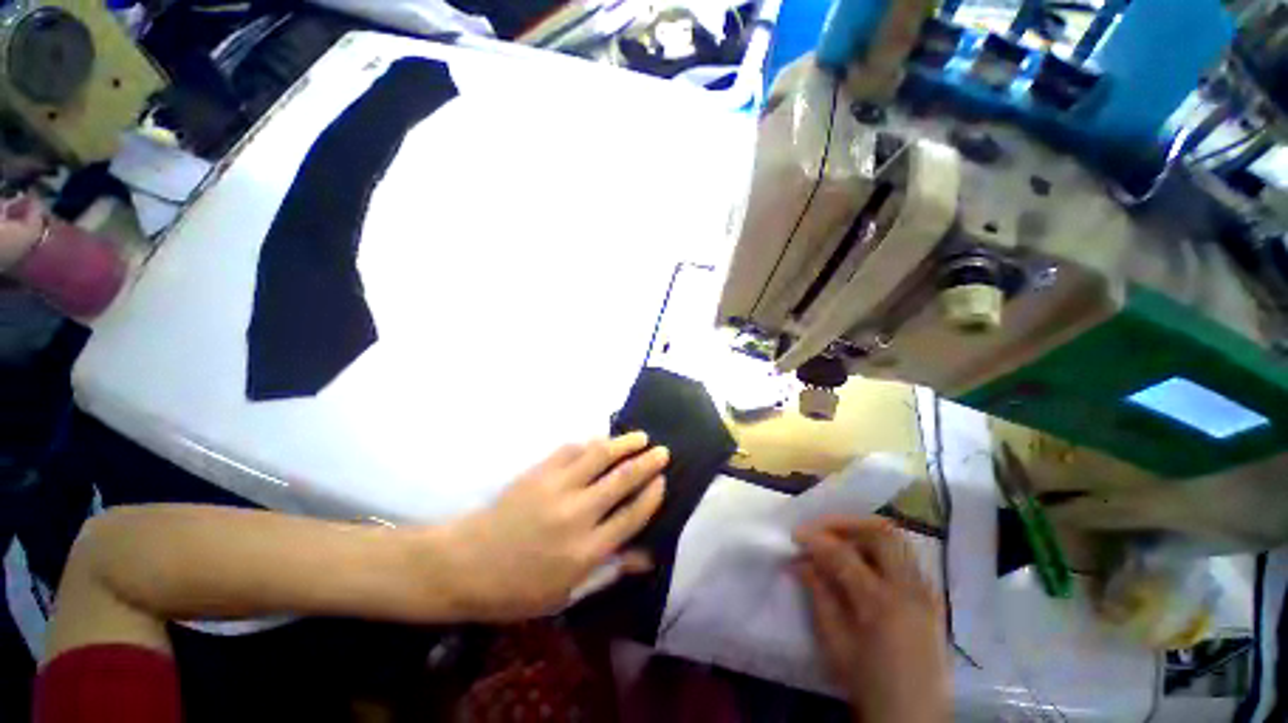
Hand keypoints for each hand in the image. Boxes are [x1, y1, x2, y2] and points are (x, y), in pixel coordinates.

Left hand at [440, 433, 667, 620]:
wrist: (465, 564)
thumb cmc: (517, 588)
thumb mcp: (566, 593)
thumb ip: (609, 570)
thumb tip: (647, 557)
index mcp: (586, 551)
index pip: (632, 515)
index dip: (652, 495)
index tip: (663, 480)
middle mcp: (577, 515)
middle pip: (622, 480)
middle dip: (647, 462)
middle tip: (662, 451)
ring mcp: (556, 488)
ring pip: (600, 456)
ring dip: (624, 443)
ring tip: (640, 436)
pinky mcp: (538, 472)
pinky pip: (571, 450)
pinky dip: (590, 443)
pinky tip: (600, 440)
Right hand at [794, 516, 949, 722]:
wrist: (913, 720)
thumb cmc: (868, 684)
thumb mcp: (834, 643)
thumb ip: (818, 594)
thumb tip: (800, 561)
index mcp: (882, 604)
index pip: (843, 554)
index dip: (816, 539)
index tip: (795, 536)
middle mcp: (910, 589)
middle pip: (881, 533)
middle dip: (845, 524)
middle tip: (820, 530)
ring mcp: (926, 592)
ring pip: (898, 540)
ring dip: (864, 532)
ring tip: (839, 541)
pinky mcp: (931, 598)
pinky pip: (906, 557)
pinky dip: (880, 549)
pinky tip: (862, 561)